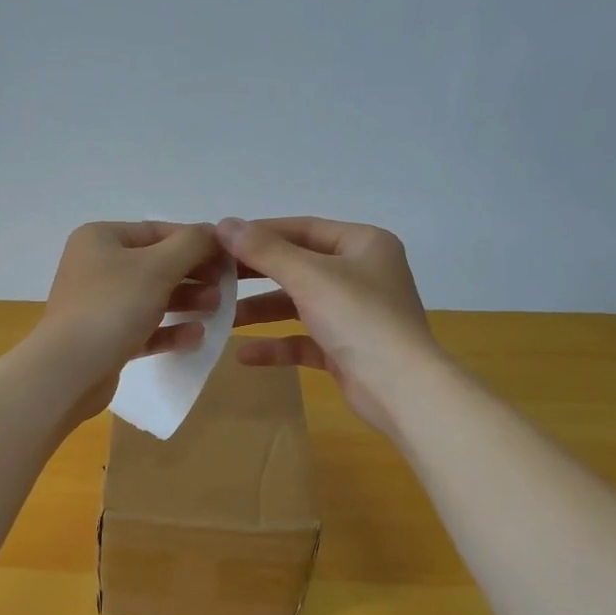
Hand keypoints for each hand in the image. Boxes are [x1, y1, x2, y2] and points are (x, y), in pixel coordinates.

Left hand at [32, 221, 224, 426]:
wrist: (69, 371)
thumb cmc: (113, 307)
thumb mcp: (159, 266)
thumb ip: (192, 244)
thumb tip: (215, 233)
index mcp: (100, 239)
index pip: (157, 231)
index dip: (196, 242)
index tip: (228, 258)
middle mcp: (95, 267)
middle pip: (156, 265)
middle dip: (193, 275)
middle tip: (225, 287)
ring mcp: (98, 305)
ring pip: (151, 298)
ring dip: (186, 302)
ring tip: (215, 310)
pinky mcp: (104, 339)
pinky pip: (143, 329)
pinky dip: (169, 330)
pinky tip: (196, 336)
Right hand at [219, 216, 440, 433]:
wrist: (402, 390)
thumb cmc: (360, 320)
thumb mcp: (309, 277)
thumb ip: (265, 251)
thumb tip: (223, 223)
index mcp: (362, 244)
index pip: (302, 229)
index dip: (258, 233)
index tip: (218, 241)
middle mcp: (361, 273)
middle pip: (297, 266)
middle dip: (255, 274)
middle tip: (213, 277)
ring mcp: (354, 313)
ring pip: (298, 304)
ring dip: (261, 311)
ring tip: (222, 318)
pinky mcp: (345, 349)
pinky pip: (304, 339)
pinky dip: (276, 345)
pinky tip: (244, 355)